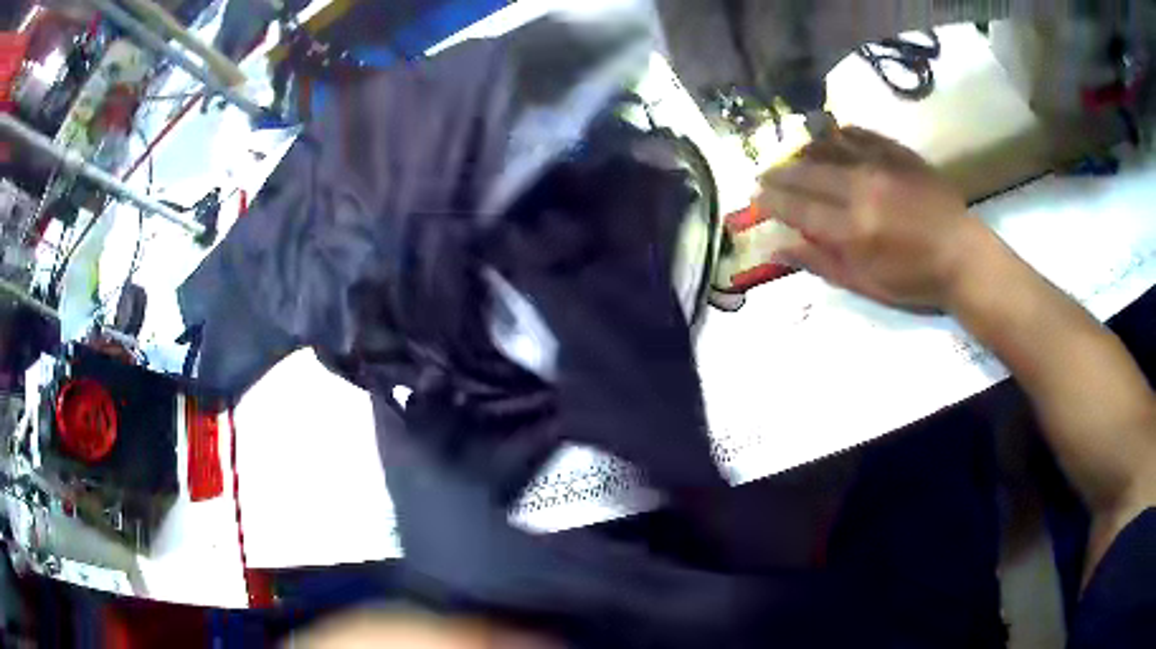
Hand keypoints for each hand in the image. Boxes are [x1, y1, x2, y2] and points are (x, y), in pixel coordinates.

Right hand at [756, 126, 983, 311]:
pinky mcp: (899, 154)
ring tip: (791, 156)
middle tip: (764, 175)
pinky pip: (861, 135)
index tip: (756, 198)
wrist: (963, 257)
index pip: (799, 209)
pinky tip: (829, 137)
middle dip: (780, 174)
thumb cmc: (915, 281)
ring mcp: (881, 166)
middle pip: (808, 174)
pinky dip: (839, 134)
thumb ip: (822, 264)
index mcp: (853, 230)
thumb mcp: (867, 284)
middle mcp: (862, 190)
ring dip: (803, 151)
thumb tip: (778, 249)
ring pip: (829, 148)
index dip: (773, 202)